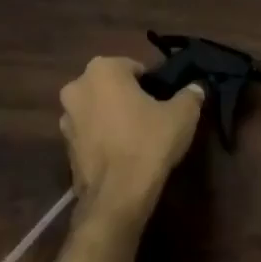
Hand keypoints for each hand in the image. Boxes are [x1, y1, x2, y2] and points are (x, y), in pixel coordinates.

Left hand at [60, 57, 204, 222]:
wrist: (117, 193)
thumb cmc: (149, 142)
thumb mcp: (182, 115)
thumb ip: (190, 95)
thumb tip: (195, 88)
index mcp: (102, 69)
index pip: (133, 68)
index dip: (151, 84)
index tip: (163, 102)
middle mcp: (77, 87)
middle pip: (110, 87)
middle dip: (127, 98)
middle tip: (151, 117)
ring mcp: (65, 118)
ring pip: (96, 110)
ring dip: (112, 117)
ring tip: (135, 138)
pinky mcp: (65, 146)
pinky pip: (89, 133)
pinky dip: (102, 138)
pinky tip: (121, 154)